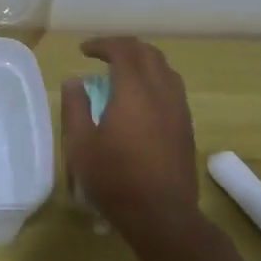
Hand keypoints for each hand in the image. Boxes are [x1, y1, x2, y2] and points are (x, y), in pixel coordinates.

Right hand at [61, 37, 202, 238]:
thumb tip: (75, 81)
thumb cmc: (115, 179)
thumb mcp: (81, 144)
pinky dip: (155, 80)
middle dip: (124, 47)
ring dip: (143, 62)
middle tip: (102, 55)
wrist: (162, 216)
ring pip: (165, 69)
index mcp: (134, 91)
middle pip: (148, 53)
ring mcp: (179, 110)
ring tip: (123, 72)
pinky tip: (141, 99)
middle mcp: (162, 92)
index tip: (84, 51)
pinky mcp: (186, 127)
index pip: (123, 50)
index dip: (102, 44)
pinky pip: (173, 88)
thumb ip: (75, 107)